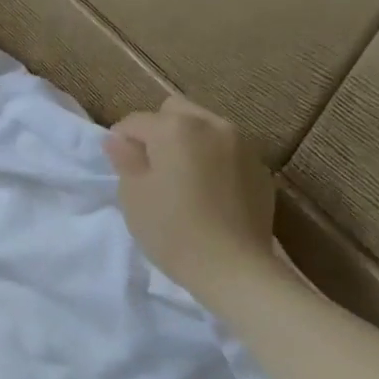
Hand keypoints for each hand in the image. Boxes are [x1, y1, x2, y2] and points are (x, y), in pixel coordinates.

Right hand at [103, 96, 279, 305]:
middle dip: (158, 131)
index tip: (119, 167)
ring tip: (181, 179)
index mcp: (175, 128)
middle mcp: (212, 125)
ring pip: (205, 128)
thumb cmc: (171, 229)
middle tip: (150, 167)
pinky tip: (207, 193)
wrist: (232, 266)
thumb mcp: (133, 195)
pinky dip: (212, 161)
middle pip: (175, 112)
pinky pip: (227, 151)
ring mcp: (243, 144)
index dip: (120, 141)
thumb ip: (125, 159)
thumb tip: (118, 140)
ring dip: (188, 143)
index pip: (135, 121)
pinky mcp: (260, 168)